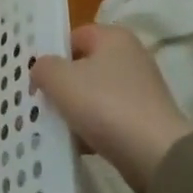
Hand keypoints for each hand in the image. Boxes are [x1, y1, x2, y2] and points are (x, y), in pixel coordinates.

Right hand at [31, 24, 192, 192]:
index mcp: (114, 37)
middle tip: (41, 104)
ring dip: (74, 110)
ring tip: (55, 128)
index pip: (73, 37)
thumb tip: (42, 71)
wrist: (156, 155)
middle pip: (83, 67)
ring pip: (94, 95)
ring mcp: (140, 90)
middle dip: (61, 86)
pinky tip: (77, 145)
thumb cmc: (105, 105)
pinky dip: (92, 129)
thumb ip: (43, 67)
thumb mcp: (60, 79)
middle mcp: (131, 57)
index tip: (37, 79)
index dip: (52, 55)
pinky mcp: (145, 120)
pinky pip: (108, 119)